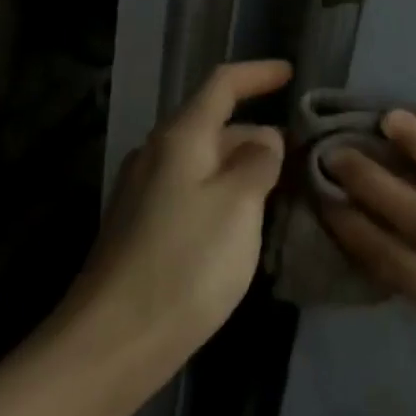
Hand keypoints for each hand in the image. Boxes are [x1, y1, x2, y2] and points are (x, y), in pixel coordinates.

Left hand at [76, 60, 292, 366]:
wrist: (112, 342)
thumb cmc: (185, 264)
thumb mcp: (238, 205)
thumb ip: (259, 162)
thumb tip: (265, 139)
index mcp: (180, 138)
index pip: (222, 85)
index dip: (258, 74)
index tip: (291, 73)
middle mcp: (157, 154)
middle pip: (215, 125)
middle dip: (259, 133)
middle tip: (303, 155)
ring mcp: (144, 192)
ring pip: (205, 162)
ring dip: (243, 167)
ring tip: (284, 188)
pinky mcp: (142, 226)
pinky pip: (193, 191)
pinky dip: (225, 193)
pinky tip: (246, 222)